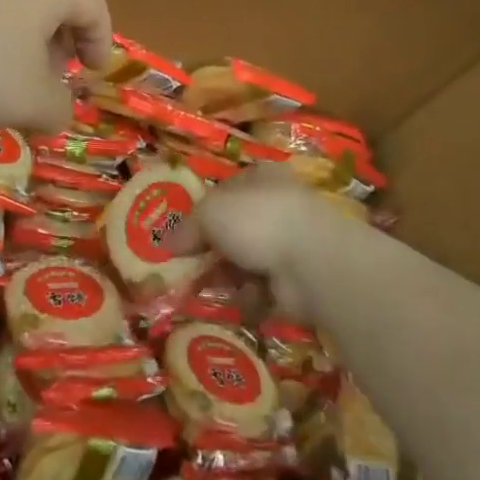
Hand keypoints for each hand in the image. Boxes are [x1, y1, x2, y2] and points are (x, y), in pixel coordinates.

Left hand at [0, 0, 111, 131]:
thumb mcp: (25, 99)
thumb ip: (55, 109)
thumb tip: (60, 111)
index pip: (92, 3)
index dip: (101, 37)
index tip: (93, 69)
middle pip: (47, 1)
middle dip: (52, 43)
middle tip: (45, 79)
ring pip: (3, 2)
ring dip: (9, 39)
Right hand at [168, 163, 326, 319]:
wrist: (311, 261)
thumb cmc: (257, 220)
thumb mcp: (209, 213)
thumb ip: (187, 227)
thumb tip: (167, 244)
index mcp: (259, 178)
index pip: (224, 192)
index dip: (201, 213)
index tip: (181, 237)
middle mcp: (276, 205)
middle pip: (234, 230)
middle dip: (213, 251)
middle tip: (189, 269)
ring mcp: (290, 243)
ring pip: (247, 261)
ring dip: (230, 277)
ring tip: (214, 288)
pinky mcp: (298, 280)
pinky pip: (264, 289)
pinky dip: (251, 298)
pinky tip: (245, 301)